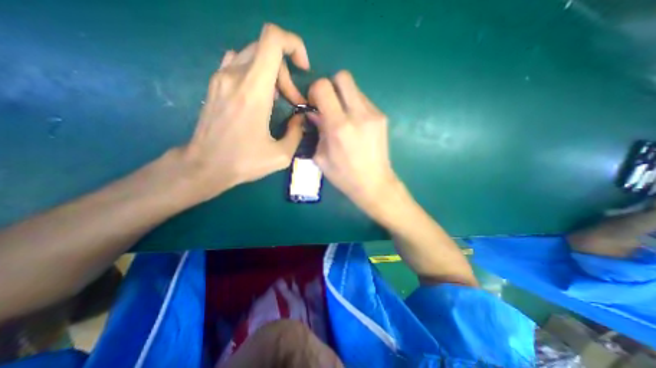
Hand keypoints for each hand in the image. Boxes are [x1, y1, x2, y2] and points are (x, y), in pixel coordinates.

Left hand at [179, 23, 310, 201]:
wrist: (204, 165)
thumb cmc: (243, 162)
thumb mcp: (280, 155)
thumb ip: (297, 133)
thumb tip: (300, 118)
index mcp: (254, 90)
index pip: (273, 40)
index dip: (293, 45)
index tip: (303, 69)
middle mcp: (235, 75)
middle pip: (267, 50)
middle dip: (287, 73)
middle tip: (293, 101)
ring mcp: (221, 77)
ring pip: (254, 56)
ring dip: (272, 74)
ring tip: (277, 100)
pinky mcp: (215, 84)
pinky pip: (239, 63)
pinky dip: (256, 74)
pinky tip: (260, 97)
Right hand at [309, 70, 399, 211]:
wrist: (374, 184)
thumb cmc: (344, 176)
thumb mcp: (321, 157)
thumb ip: (317, 130)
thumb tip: (315, 113)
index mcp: (339, 127)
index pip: (323, 87)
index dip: (315, 91)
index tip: (315, 104)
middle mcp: (358, 115)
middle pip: (343, 77)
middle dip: (331, 86)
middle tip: (329, 105)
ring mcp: (374, 114)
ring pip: (355, 89)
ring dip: (344, 98)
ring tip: (344, 118)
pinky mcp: (382, 117)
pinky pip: (364, 101)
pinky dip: (355, 107)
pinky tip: (356, 125)